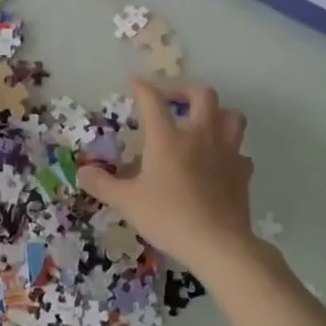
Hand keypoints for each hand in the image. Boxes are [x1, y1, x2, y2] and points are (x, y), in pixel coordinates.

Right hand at [80, 78, 256, 275]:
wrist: (218, 243)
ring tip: (203, 123)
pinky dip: (231, 151)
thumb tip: (82, 172)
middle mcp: (200, 136)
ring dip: (218, 113)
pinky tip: (220, 162)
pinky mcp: (243, 172)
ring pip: (232, 116)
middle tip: (172, 102)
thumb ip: (102, 185)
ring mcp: (227, 152)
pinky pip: (240, 151)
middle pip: (203, 96)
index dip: (143, 88)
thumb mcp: (127, 202)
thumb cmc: (168, 217)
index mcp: (168, 138)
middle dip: (186, 92)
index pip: (153, 101)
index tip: (135, 82)